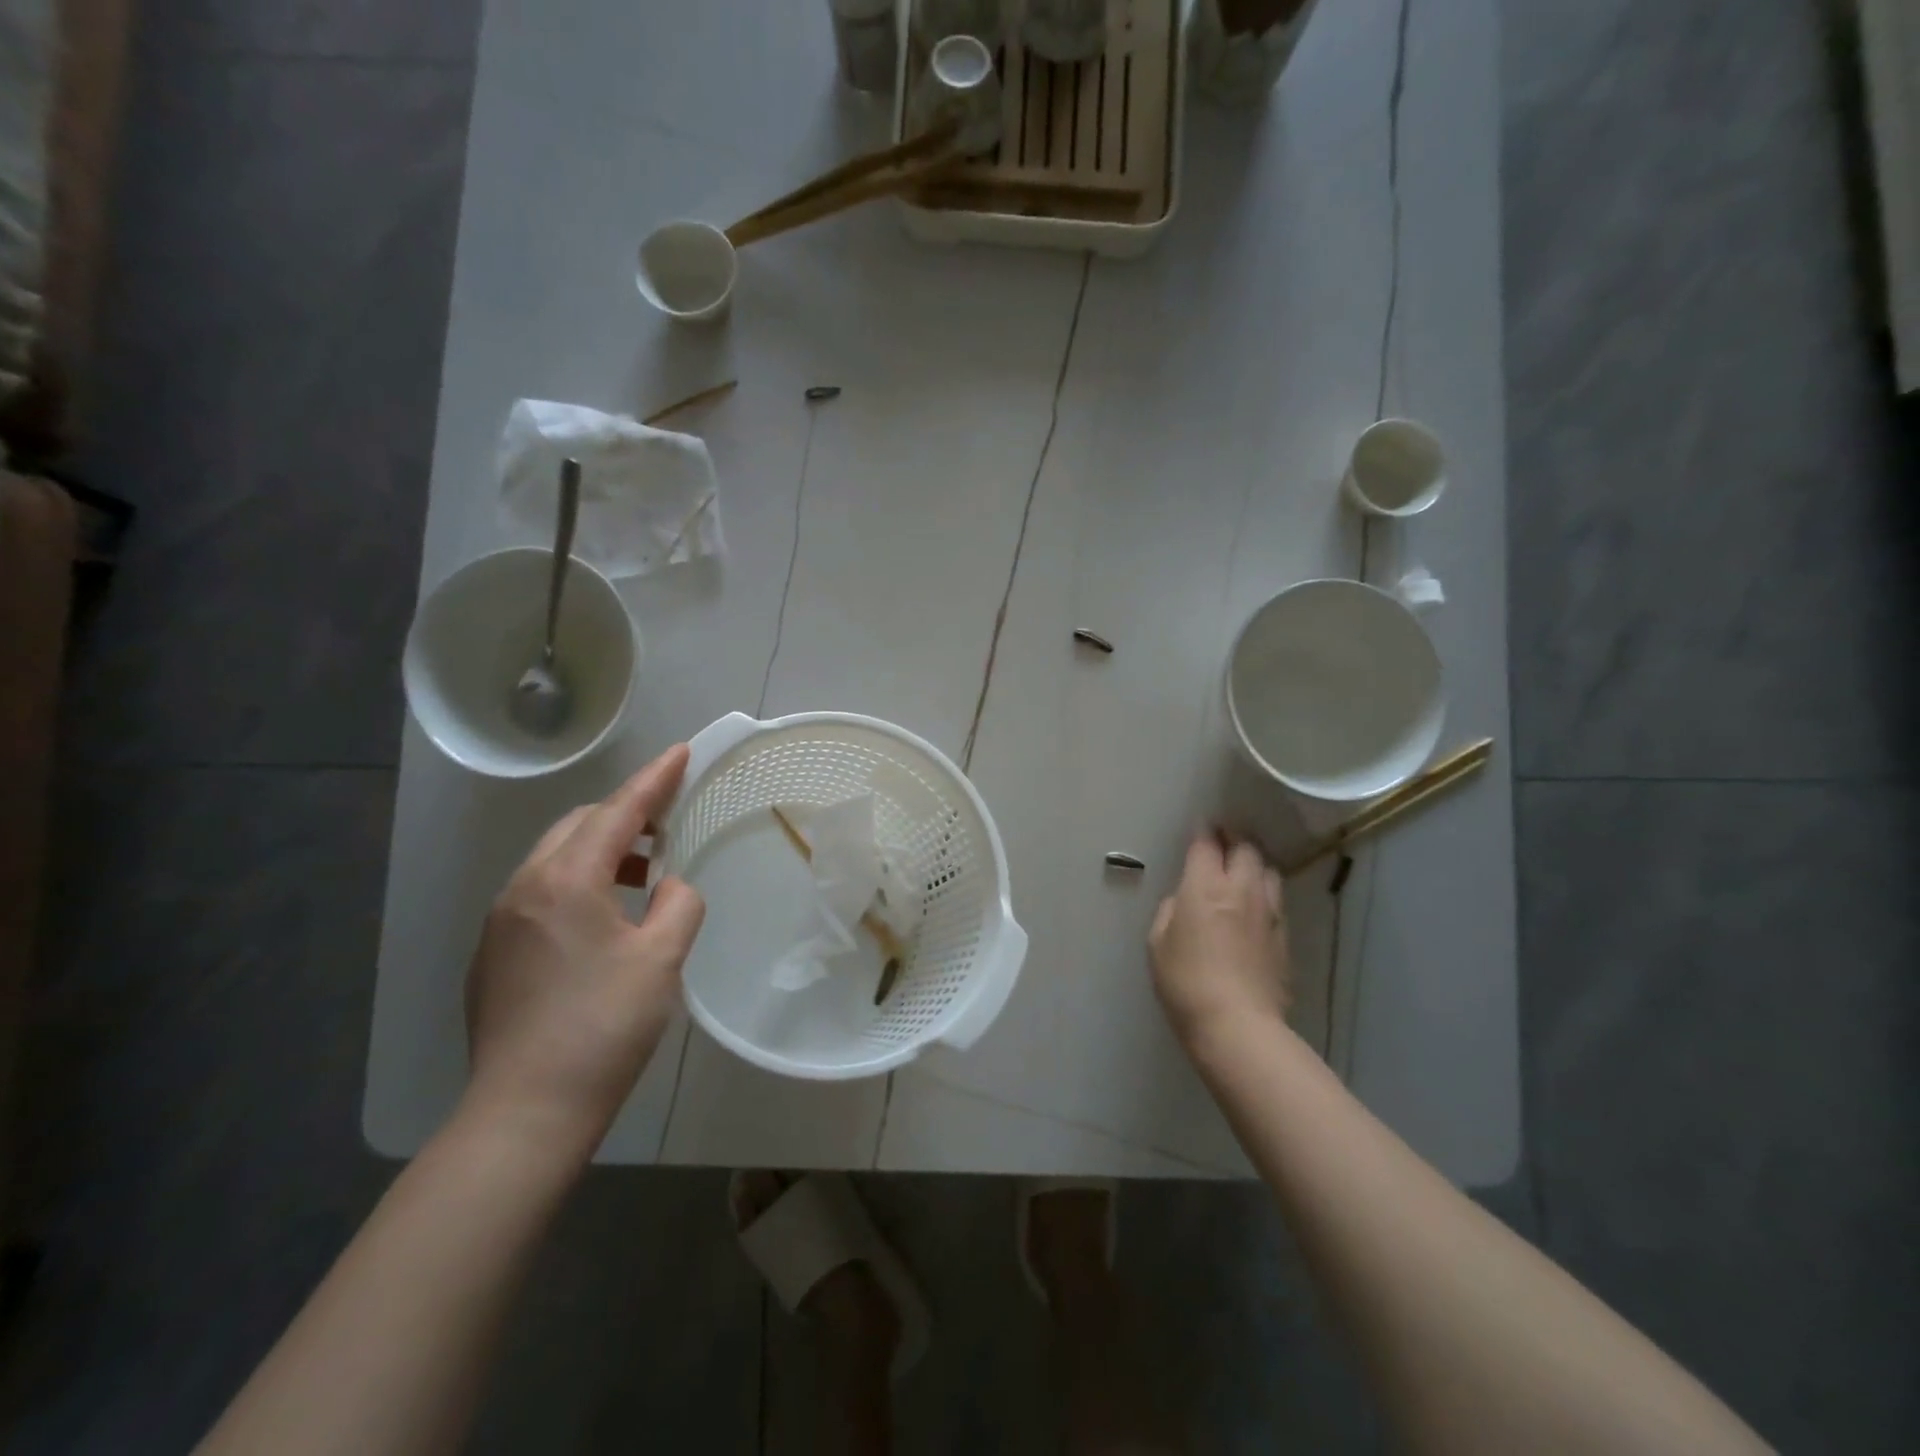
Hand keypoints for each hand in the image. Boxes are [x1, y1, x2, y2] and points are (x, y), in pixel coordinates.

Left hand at [463, 744, 705, 1149]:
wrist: (526, 1112)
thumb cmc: (603, 1027)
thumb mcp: (662, 959)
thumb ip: (679, 904)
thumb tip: (670, 886)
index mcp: (565, 881)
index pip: (618, 812)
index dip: (654, 780)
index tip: (680, 752)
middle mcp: (523, 889)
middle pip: (579, 827)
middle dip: (625, 814)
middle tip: (668, 823)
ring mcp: (500, 922)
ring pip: (555, 859)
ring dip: (601, 850)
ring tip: (642, 873)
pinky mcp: (493, 955)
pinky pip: (540, 893)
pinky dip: (578, 883)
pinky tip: (604, 918)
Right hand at [1148, 832, 1290, 1046]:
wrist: (1238, 1025)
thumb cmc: (1185, 982)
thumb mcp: (1158, 943)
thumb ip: (1170, 911)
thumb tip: (1184, 900)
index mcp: (1205, 887)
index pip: (1206, 844)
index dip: (1203, 831)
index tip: (1201, 826)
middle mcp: (1241, 890)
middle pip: (1246, 848)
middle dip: (1234, 838)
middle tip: (1223, 839)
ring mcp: (1268, 912)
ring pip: (1268, 870)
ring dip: (1254, 863)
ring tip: (1243, 867)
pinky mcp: (1283, 935)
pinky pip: (1276, 899)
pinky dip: (1264, 891)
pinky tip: (1255, 903)